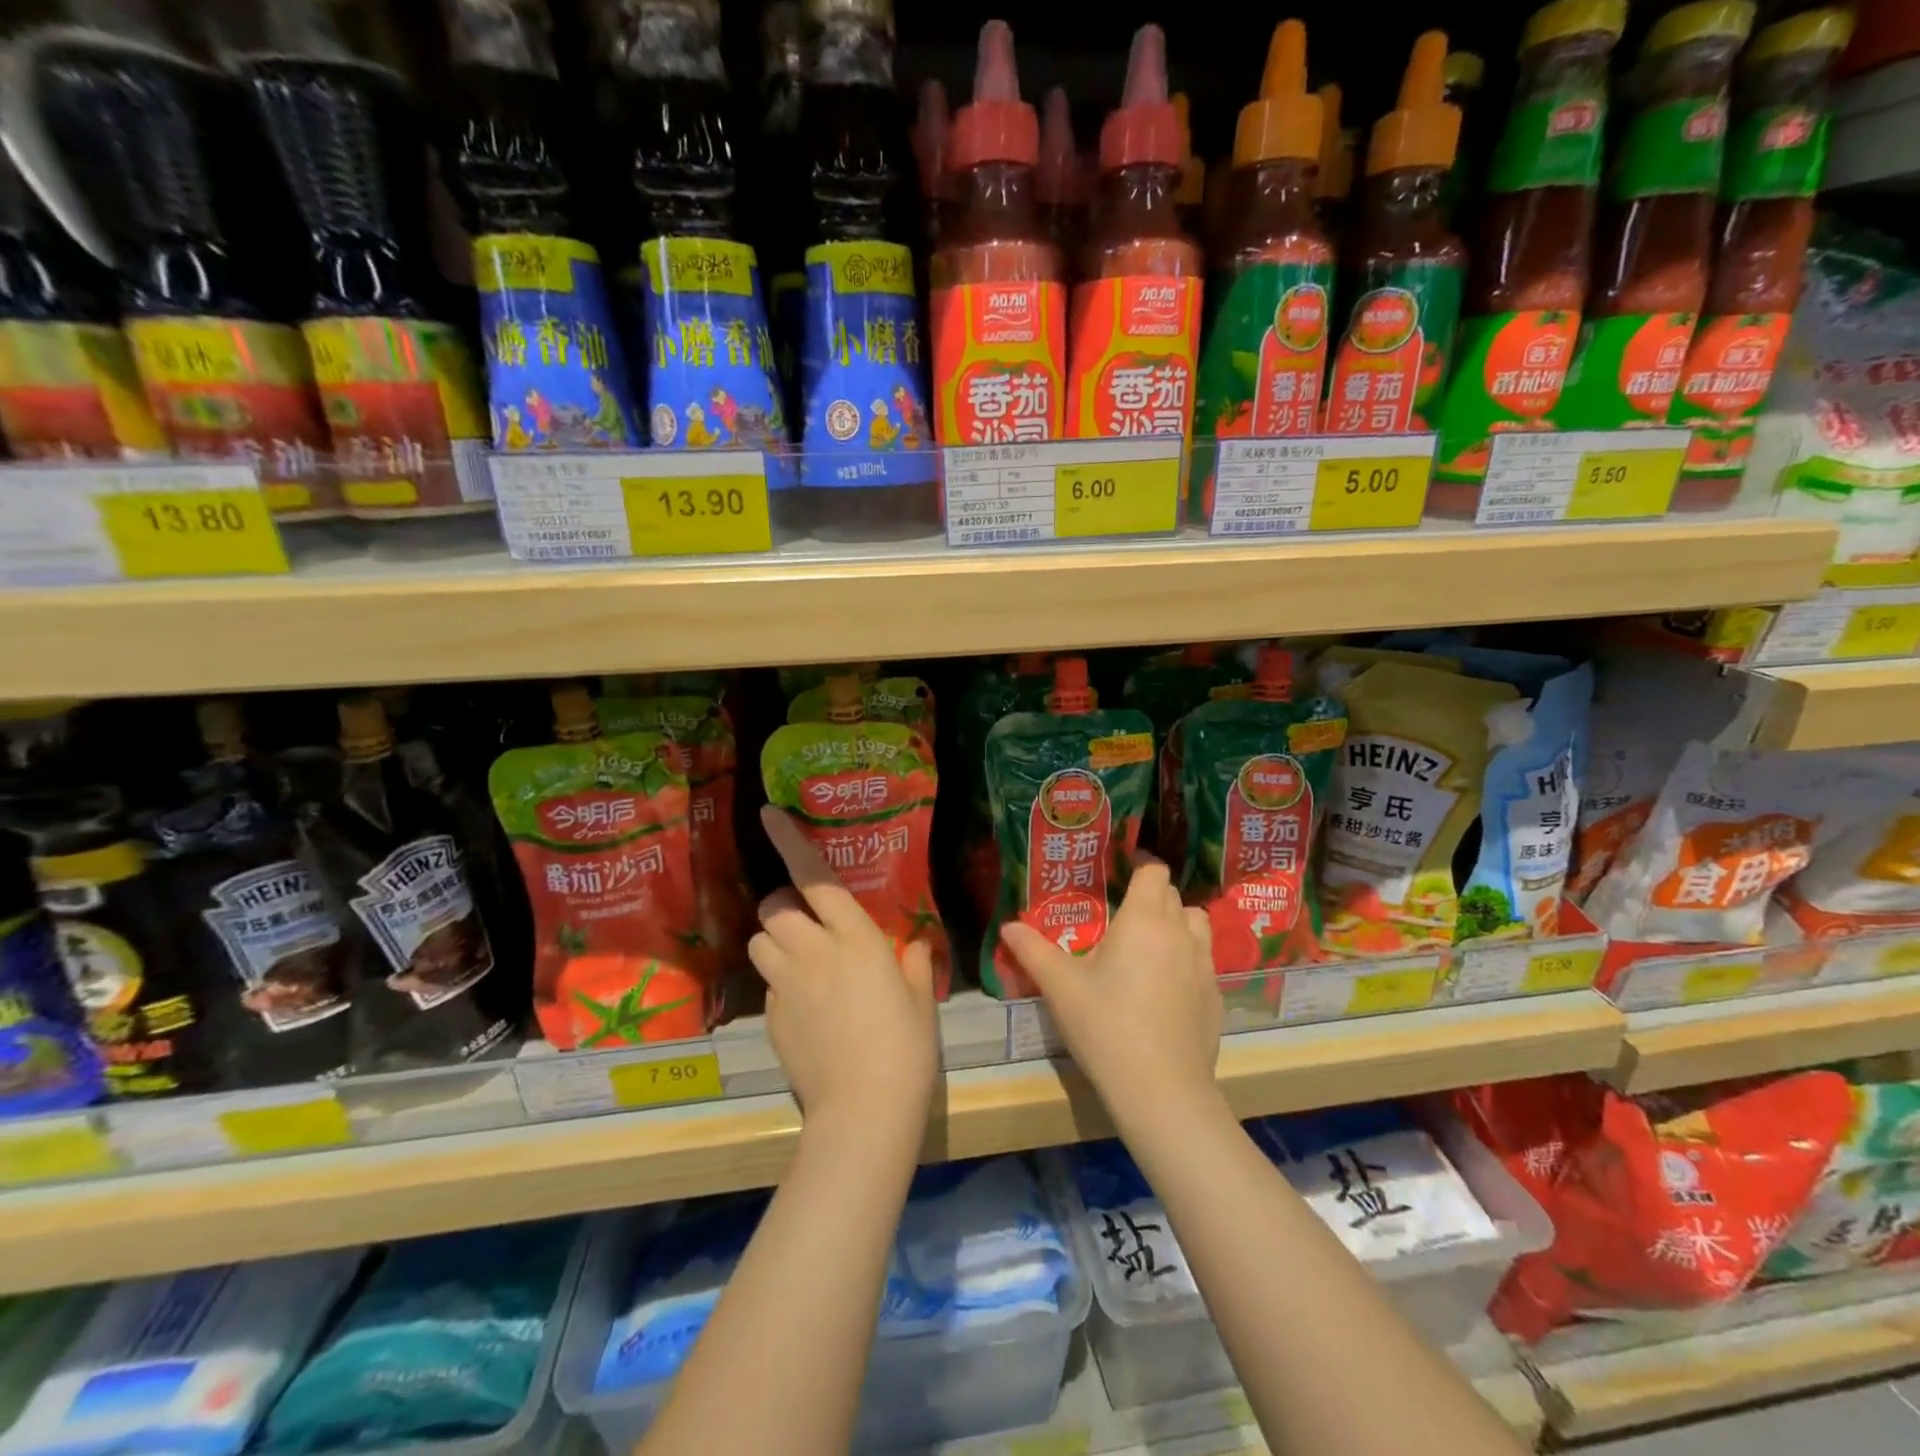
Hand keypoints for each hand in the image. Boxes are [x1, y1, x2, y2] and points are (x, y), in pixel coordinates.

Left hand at [749, 805, 938, 1138]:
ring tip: (801, 962)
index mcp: (854, 938)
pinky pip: (766, 985)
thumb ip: (912, 961)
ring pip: (759, 942)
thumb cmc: (905, 1047)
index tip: (767, 813)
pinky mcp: (769, 1018)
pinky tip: (806, 1010)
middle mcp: (813, 952)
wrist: (864, 1109)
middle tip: (806, 921)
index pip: (815, 878)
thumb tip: (909, 945)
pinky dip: (780, 983)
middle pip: (773, 907)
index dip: (789, 842)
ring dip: (776, 942)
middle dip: (782, 904)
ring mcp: (785, 986)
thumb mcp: (920, 998)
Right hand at [1000, 857, 1221, 1131]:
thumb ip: (1033, 951)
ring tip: (1149, 944)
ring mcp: (1204, 966)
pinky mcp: (1216, 997)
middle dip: (1151, 895)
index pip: (1154, 871)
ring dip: (1176, 923)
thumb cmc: (1106, 1026)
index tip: (1120, 872)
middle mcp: (1180, 933)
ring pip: (1197, 924)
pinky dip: (1187, 960)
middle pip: (1173, 895)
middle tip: (1122, 914)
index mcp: (1144, 920)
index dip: (1140, 865)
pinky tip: (1165, 988)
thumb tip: (1008, 926)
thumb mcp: (1060, 987)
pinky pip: (1204, 961)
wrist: (1162, 1090)